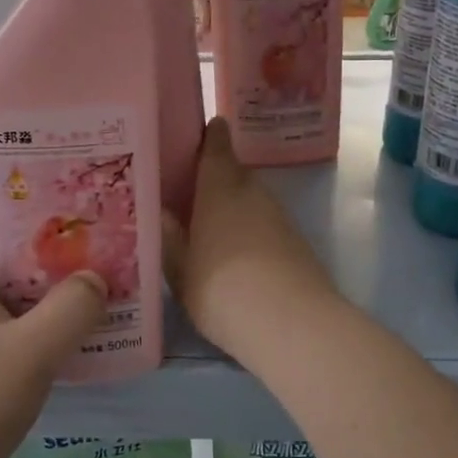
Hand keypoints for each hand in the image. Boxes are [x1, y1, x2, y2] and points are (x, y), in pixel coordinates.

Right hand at [164, 118, 336, 359]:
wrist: (292, 324)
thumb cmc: (222, 290)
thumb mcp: (180, 270)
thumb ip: (169, 239)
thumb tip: (161, 213)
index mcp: (220, 189)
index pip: (217, 146)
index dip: (209, 136)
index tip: (198, 133)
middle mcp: (253, 193)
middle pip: (234, 174)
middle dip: (214, 179)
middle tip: (189, 193)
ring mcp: (279, 217)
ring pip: (250, 200)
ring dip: (233, 208)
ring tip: (208, 228)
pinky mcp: (296, 242)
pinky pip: (265, 224)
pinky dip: (250, 231)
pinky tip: (236, 254)